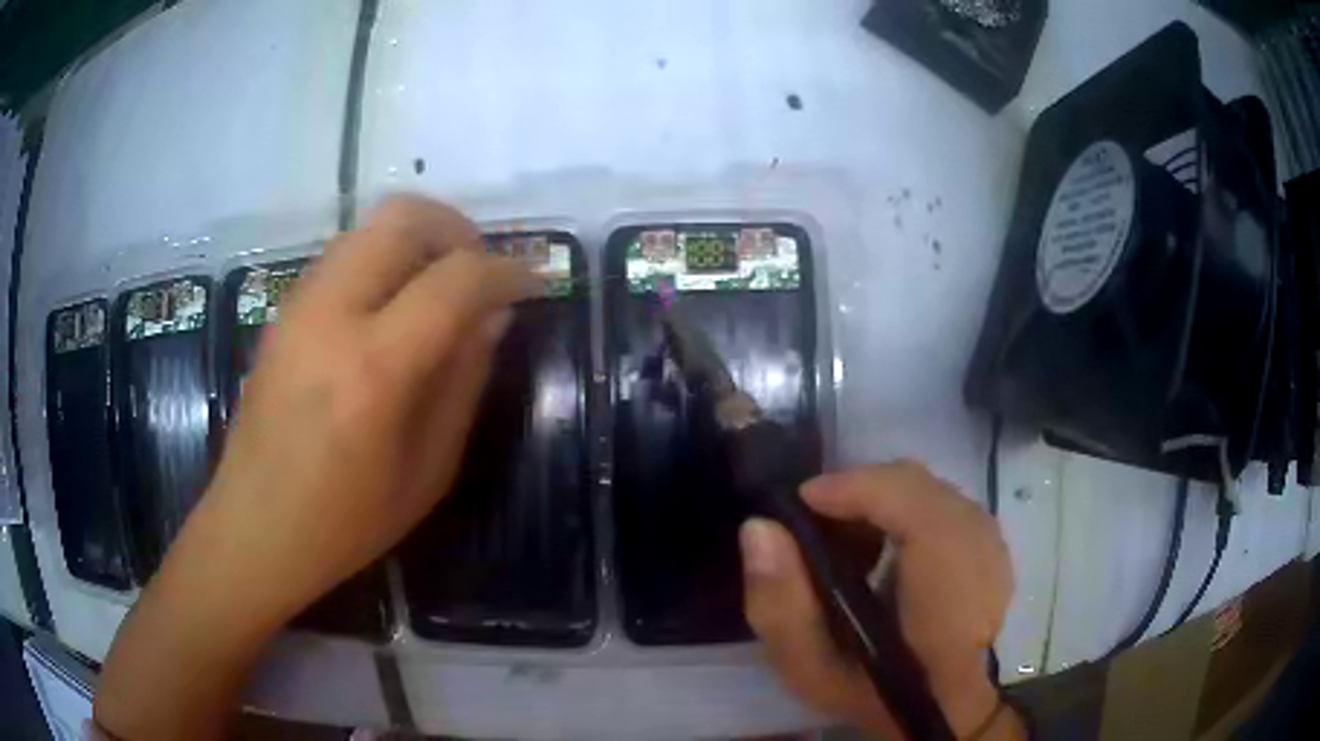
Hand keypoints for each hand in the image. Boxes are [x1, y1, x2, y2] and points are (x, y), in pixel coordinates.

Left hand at [96, 195, 537, 739]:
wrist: (253, 528)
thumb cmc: (344, 523)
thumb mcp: (426, 471)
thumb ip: (463, 383)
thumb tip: (493, 317)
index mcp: (373, 368)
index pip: (455, 279)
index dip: (506, 271)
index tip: (533, 283)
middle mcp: (330, 314)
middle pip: (403, 217)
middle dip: (458, 230)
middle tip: (481, 272)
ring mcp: (298, 305)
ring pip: (370, 227)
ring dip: (418, 241)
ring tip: (440, 290)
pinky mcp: (282, 311)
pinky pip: (344, 255)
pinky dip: (383, 259)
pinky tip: (392, 309)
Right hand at [739, 462, 1017, 738]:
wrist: (939, 704)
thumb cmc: (872, 693)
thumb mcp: (809, 668)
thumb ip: (780, 604)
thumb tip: (759, 527)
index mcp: (944, 590)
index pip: (911, 503)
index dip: (856, 487)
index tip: (803, 500)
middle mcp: (980, 556)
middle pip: (918, 487)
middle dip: (861, 491)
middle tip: (817, 517)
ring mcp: (993, 549)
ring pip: (932, 492)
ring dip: (883, 500)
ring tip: (845, 530)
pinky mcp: (993, 547)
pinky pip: (946, 505)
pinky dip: (907, 511)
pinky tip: (884, 543)